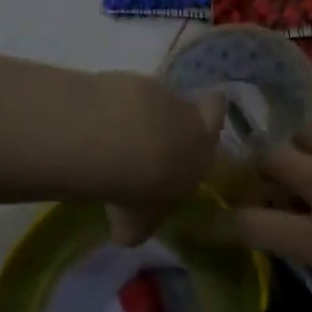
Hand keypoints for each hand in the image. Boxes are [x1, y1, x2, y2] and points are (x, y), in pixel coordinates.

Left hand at [105, 80, 226, 246]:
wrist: (119, 145)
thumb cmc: (143, 190)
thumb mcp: (138, 224)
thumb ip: (138, 225)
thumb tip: (127, 231)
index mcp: (201, 148)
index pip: (217, 112)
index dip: (209, 115)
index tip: (195, 122)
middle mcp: (186, 115)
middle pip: (187, 105)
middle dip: (171, 119)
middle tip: (148, 139)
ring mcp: (155, 92)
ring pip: (152, 99)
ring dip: (137, 115)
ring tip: (111, 139)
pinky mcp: (125, 80)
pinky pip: (120, 94)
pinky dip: (109, 108)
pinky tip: (93, 125)